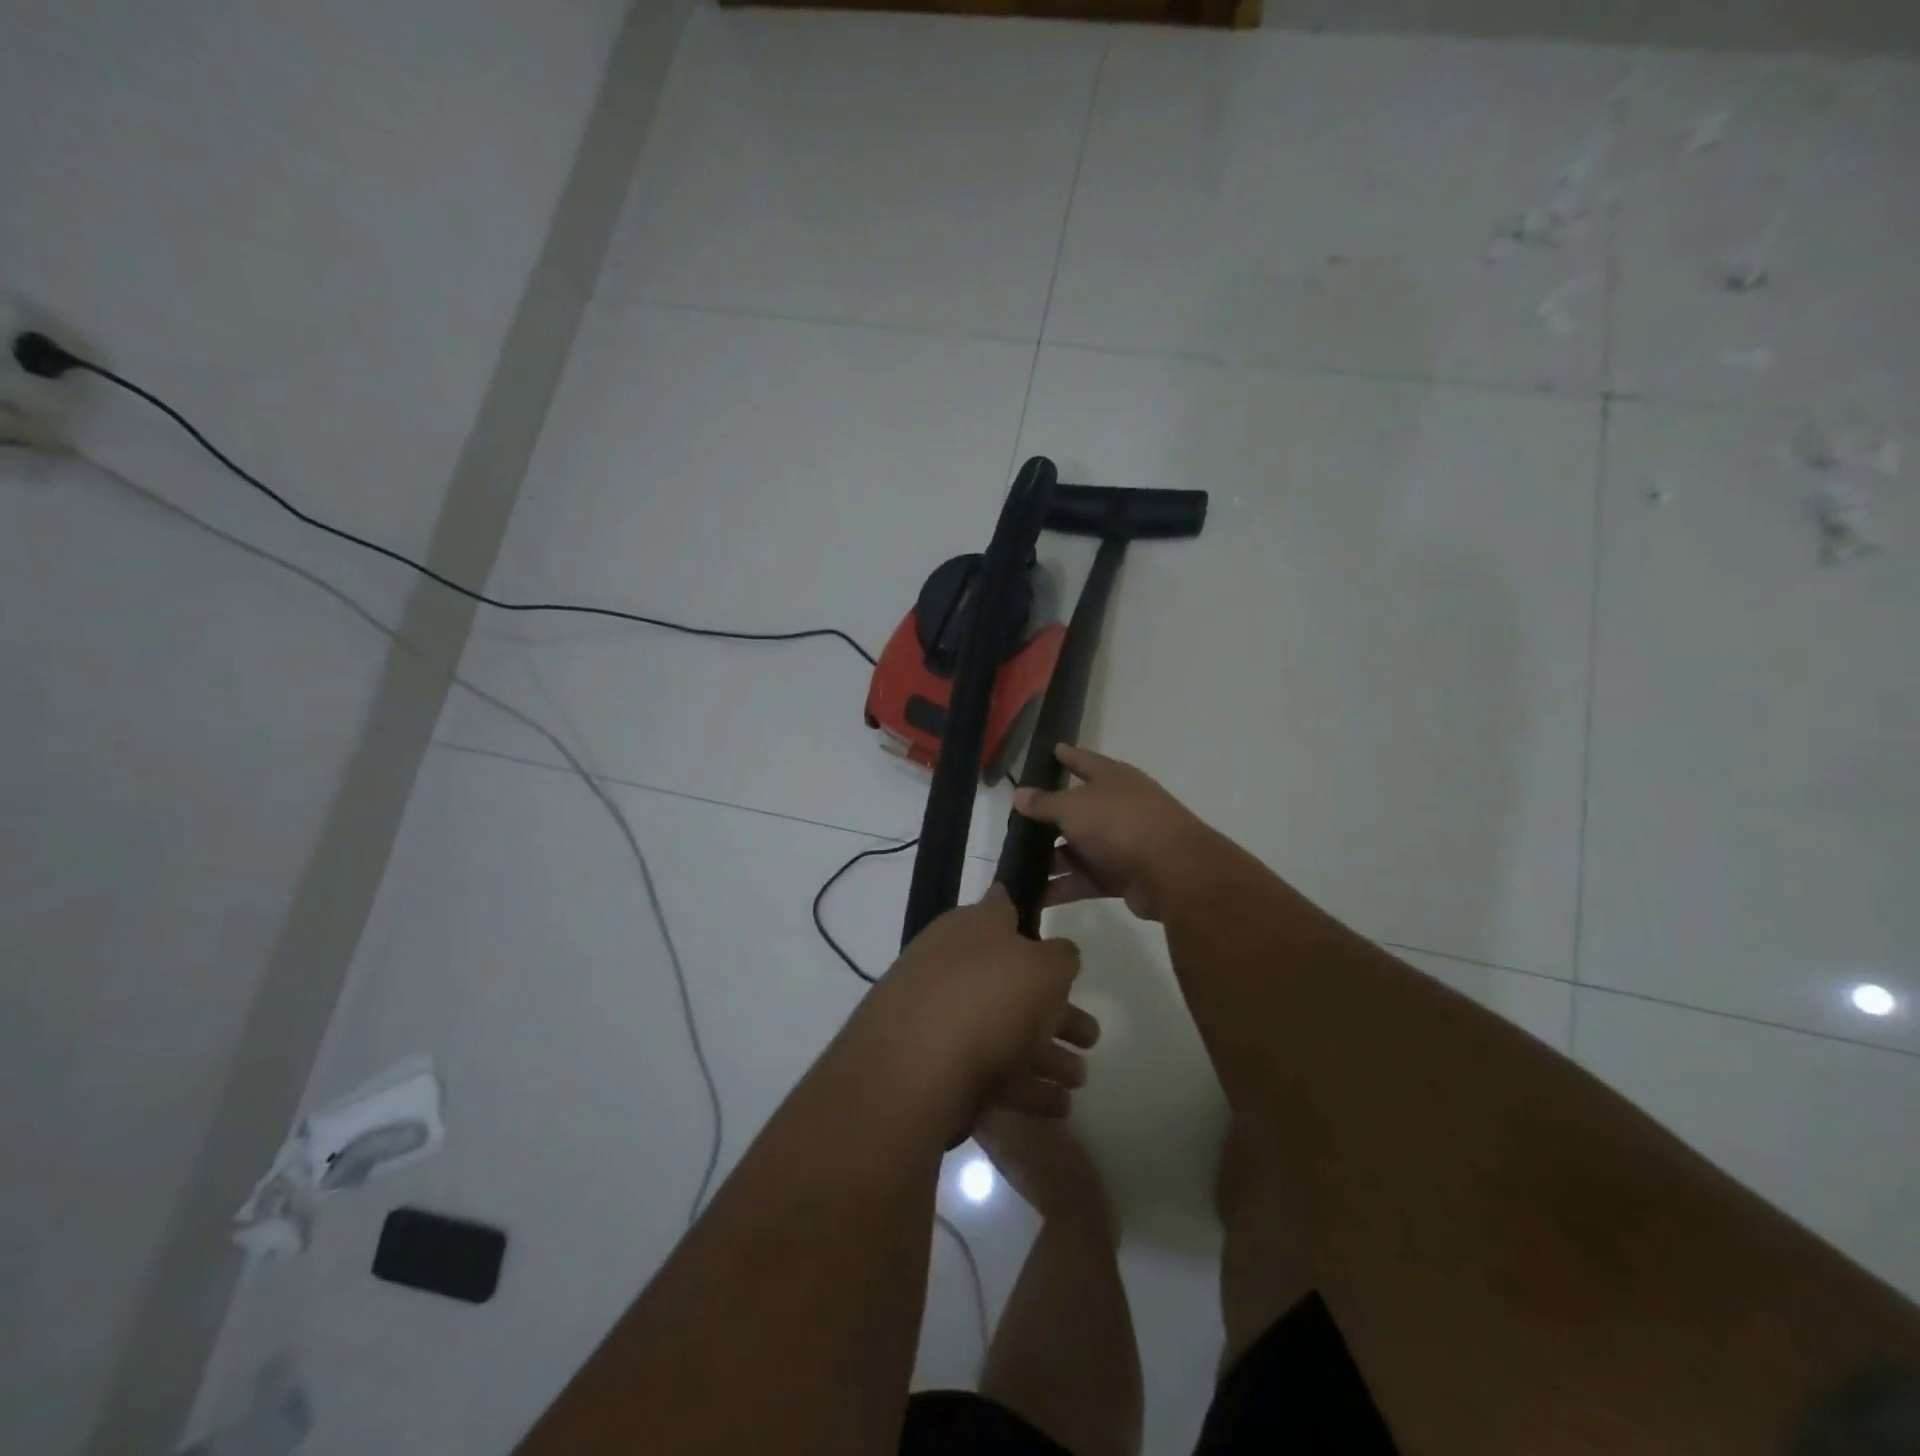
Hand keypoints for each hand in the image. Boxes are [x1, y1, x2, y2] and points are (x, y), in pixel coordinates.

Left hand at [851, 886, 1096, 1122]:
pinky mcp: (933, 1066)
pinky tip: (1057, 1109)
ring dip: (1046, 1055)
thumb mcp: (1045, 967)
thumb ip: (1061, 957)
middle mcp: (952, 964)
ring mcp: (939, 1016)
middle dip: (1055, 1009)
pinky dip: (1024, 1087)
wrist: (912, 1068)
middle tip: (1092, 1035)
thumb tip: (1057, 953)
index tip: (1051, 929)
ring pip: (1004, 1030)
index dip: (1027, 913)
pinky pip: (989, 1071)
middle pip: (1012, 981)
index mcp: (972, 927)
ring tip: (1080, 1080)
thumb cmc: (988, 997)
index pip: (1003, 906)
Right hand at [1013, 744, 1213, 923]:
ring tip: (1013, 866)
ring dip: (1049, 860)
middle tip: (1012, 825)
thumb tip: (1019, 794)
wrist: (1172, 871)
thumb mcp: (1074, 806)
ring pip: (1077, 850)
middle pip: (1076, 811)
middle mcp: (1117, 807)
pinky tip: (1032, 896)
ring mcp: (1120, 844)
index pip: (1083, 761)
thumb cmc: (1119, 822)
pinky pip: (1083, 880)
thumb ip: (1045, 803)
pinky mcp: (1120, 877)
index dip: (1065, 756)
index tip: (1048, 752)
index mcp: (1112, 778)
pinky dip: (1060, 888)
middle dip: (1046, 820)